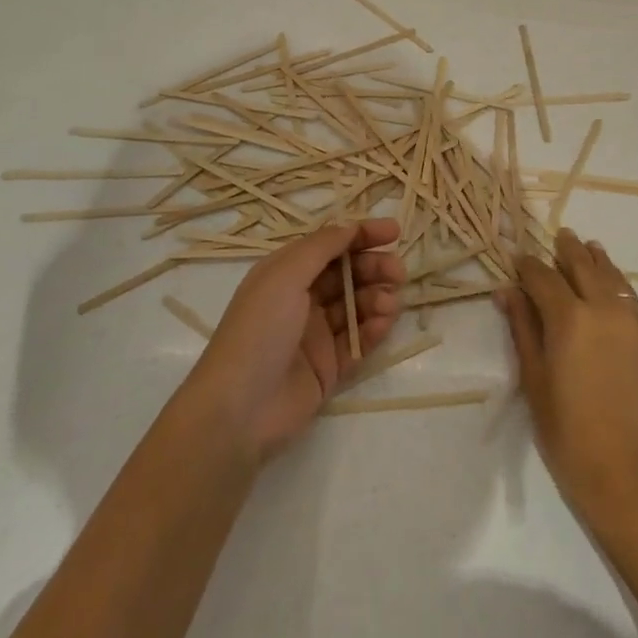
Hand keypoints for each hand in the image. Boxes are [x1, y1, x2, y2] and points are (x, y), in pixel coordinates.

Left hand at [186, 219, 405, 462]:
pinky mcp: (328, 367)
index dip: (362, 236)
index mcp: (286, 273)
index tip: (394, 232)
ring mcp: (316, 335)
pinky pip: (358, 341)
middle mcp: (302, 299)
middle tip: (398, 272)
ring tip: (389, 304)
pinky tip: (383, 324)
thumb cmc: (259, 331)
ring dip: (377, 298)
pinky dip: (373, 329)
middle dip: (375, 268)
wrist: (239, 410)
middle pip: (348, 274)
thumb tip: (350, 227)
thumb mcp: (284, 276)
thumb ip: (321, 248)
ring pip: (356, 306)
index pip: (331, 246)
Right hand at [498, 229, 637, 513]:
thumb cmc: (568, 433)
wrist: (628, 474)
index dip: (528, 265)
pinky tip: (613, 288)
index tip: (518, 259)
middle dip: (567, 249)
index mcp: (569, 318)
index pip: (543, 276)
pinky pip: (632, 300)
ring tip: (589, 248)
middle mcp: (604, 309)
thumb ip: (522, 329)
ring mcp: (633, 323)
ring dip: (597, 259)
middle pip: (584, 264)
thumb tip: (507, 291)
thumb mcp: (534, 380)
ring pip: (614, 276)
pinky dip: (618, 285)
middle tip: (559, 237)